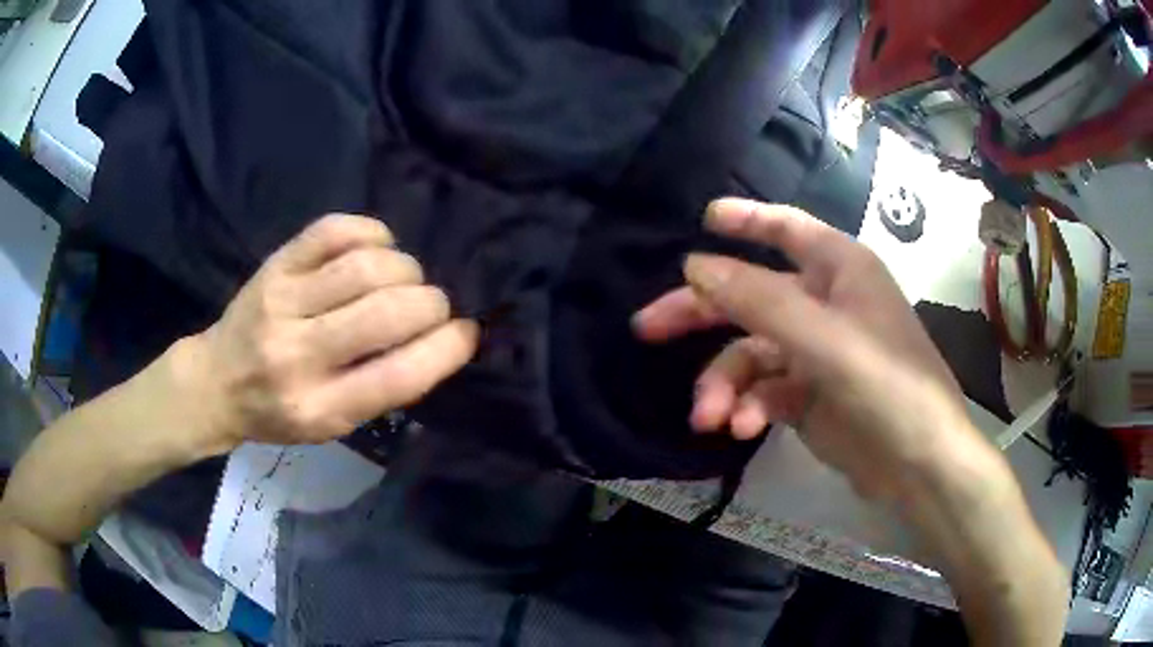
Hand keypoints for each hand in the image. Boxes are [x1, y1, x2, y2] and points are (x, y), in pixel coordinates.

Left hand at [181, 214, 478, 450]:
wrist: (216, 382)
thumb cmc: (279, 412)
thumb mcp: (332, 426)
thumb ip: (382, 388)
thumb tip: (440, 338)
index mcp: (319, 409)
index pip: (399, 376)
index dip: (447, 348)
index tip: (466, 332)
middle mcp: (297, 355)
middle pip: (387, 312)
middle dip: (431, 303)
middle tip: (433, 307)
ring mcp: (281, 301)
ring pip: (366, 266)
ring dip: (405, 269)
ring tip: (403, 280)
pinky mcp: (275, 264)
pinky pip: (335, 229)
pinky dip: (372, 234)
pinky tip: (376, 249)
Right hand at [634, 198, 985, 501]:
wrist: (919, 464)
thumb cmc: (887, 385)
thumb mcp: (823, 339)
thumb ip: (758, 300)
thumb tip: (693, 266)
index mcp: (839, 269)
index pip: (786, 228)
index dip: (744, 219)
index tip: (701, 219)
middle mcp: (825, 302)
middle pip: (750, 294)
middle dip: (700, 313)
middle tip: (645, 327)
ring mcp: (814, 352)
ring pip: (750, 354)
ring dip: (724, 384)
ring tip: (709, 417)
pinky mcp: (807, 396)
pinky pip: (763, 391)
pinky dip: (747, 408)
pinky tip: (741, 430)